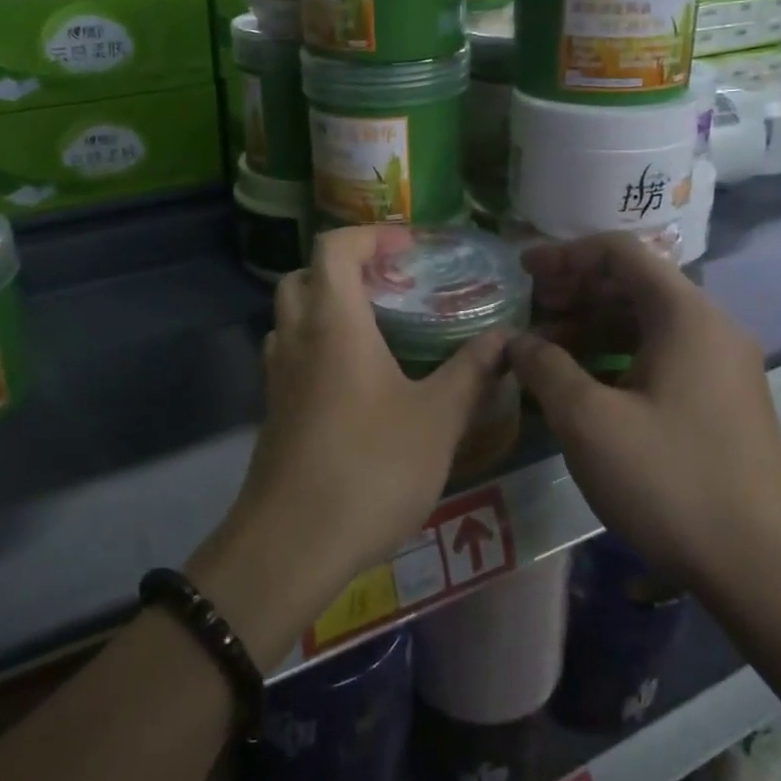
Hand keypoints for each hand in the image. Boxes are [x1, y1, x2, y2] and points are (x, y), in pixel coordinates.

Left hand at [192, 228, 513, 656]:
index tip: (408, 247)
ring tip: (376, 328)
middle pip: (304, 276)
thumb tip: (507, 338)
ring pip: (292, 316)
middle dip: (344, 268)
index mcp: (334, 322)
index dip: (370, 235)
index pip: (334, 248)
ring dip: (326, 306)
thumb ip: (472, 372)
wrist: (291, 545)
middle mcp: (297, 337)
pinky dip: (318, 344)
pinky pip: (292, 354)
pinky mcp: (274, 410)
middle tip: (390, 285)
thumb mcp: (437, 420)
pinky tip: (357, 379)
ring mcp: (277, 375)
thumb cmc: (370, 469)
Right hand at [508, 233, 780, 593]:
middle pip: (634, 282)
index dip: (565, 254)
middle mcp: (711, 326)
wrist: (763, 570)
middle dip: (575, 289)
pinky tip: (583, 381)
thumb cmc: (670, 482)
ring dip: (592, 323)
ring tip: (544, 347)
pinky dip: (617, 353)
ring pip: (646, 320)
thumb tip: (517, 341)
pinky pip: (662, 353)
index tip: (522, 272)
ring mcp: (722, 364)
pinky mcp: (722, 399)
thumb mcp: (589, 421)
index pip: (619, 251)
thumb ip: (544, 366)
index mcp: (685, 314)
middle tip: (528, 308)